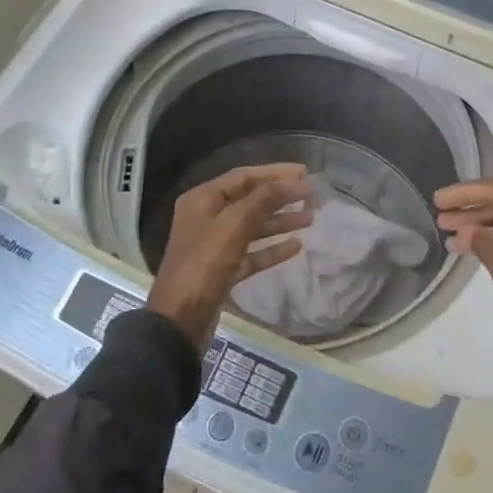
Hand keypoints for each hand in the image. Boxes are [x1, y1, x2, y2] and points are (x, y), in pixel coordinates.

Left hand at [149, 163, 311, 350]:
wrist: (180, 320)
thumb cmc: (205, 264)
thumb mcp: (235, 225)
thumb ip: (265, 199)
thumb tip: (296, 182)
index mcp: (203, 199)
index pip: (244, 177)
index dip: (275, 173)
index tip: (305, 173)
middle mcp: (207, 217)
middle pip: (250, 200)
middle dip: (281, 197)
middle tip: (311, 195)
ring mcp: (215, 245)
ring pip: (253, 226)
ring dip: (280, 221)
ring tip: (310, 218)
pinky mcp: (223, 270)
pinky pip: (252, 252)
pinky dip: (272, 248)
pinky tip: (296, 246)